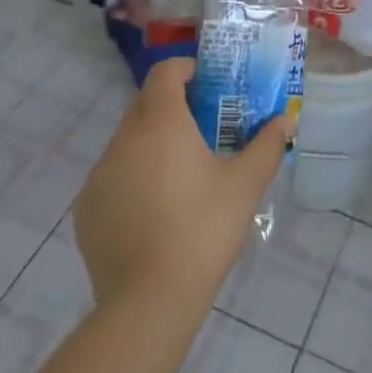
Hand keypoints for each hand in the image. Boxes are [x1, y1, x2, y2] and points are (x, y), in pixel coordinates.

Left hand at [71, 58, 290, 313]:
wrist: (148, 302)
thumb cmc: (202, 230)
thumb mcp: (245, 186)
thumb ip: (267, 145)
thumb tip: (286, 121)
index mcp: (161, 121)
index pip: (165, 71)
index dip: (186, 70)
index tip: (208, 87)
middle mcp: (124, 137)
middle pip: (145, 104)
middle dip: (172, 108)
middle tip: (202, 131)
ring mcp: (100, 173)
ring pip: (127, 141)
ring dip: (151, 145)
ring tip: (179, 178)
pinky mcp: (85, 208)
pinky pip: (112, 177)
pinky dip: (131, 180)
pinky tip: (152, 214)